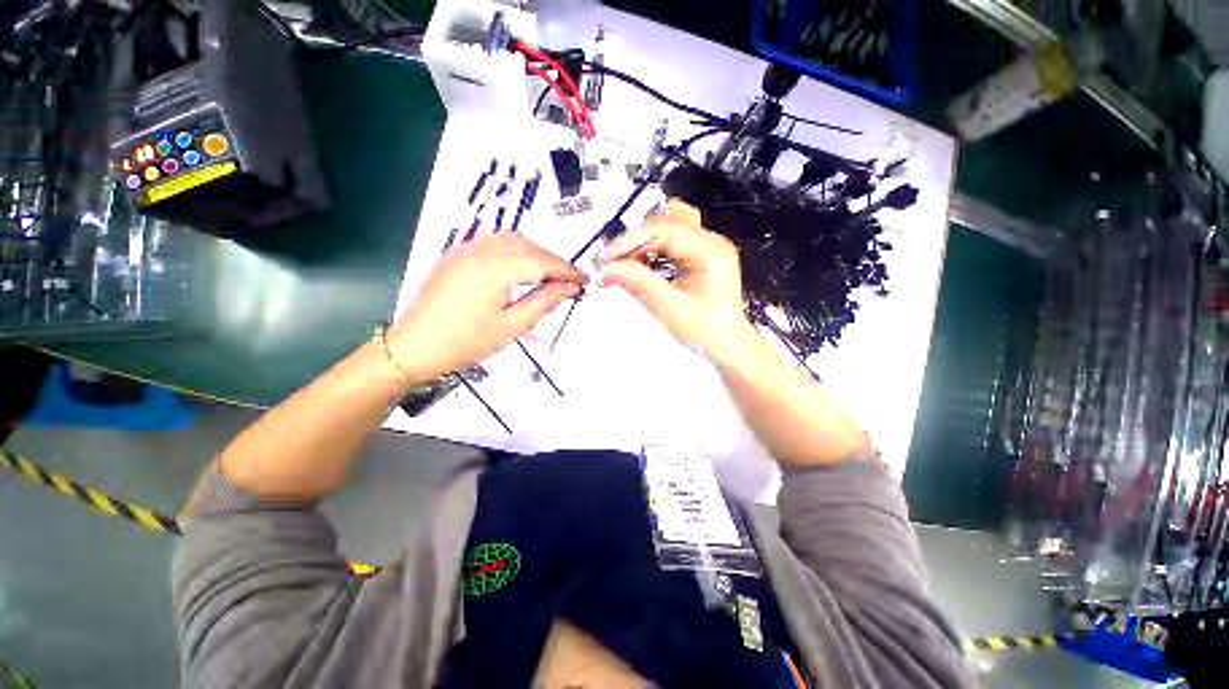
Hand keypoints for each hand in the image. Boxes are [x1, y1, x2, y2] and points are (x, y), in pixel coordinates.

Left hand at [388, 233, 586, 381]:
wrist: (415, 347)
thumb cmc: (465, 342)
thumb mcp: (512, 326)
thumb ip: (544, 302)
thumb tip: (568, 288)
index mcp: (495, 269)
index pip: (542, 262)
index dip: (567, 270)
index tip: (584, 280)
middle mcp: (480, 251)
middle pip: (528, 246)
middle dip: (552, 261)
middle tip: (568, 281)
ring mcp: (465, 250)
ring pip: (510, 239)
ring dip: (534, 252)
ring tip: (547, 274)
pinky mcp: (456, 255)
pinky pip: (492, 242)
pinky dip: (514, 250)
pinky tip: (520, 267)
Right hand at [599, 200, 752, 360]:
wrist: (727, 346)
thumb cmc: (708, 332)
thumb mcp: (671, 309)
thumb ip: (640, 284)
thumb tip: (609, 269)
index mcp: (711, 251)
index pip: (665, 229)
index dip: (633, 240)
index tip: (609, 256)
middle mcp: (710, 242)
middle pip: (664, 224)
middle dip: (634, 241)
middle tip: (611, 260)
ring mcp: (705, 248)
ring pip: (665, 230)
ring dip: (640, 244)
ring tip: (621, 262)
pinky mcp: (697, 257)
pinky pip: (668, 244)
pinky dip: (649, 252)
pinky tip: (636, 265)